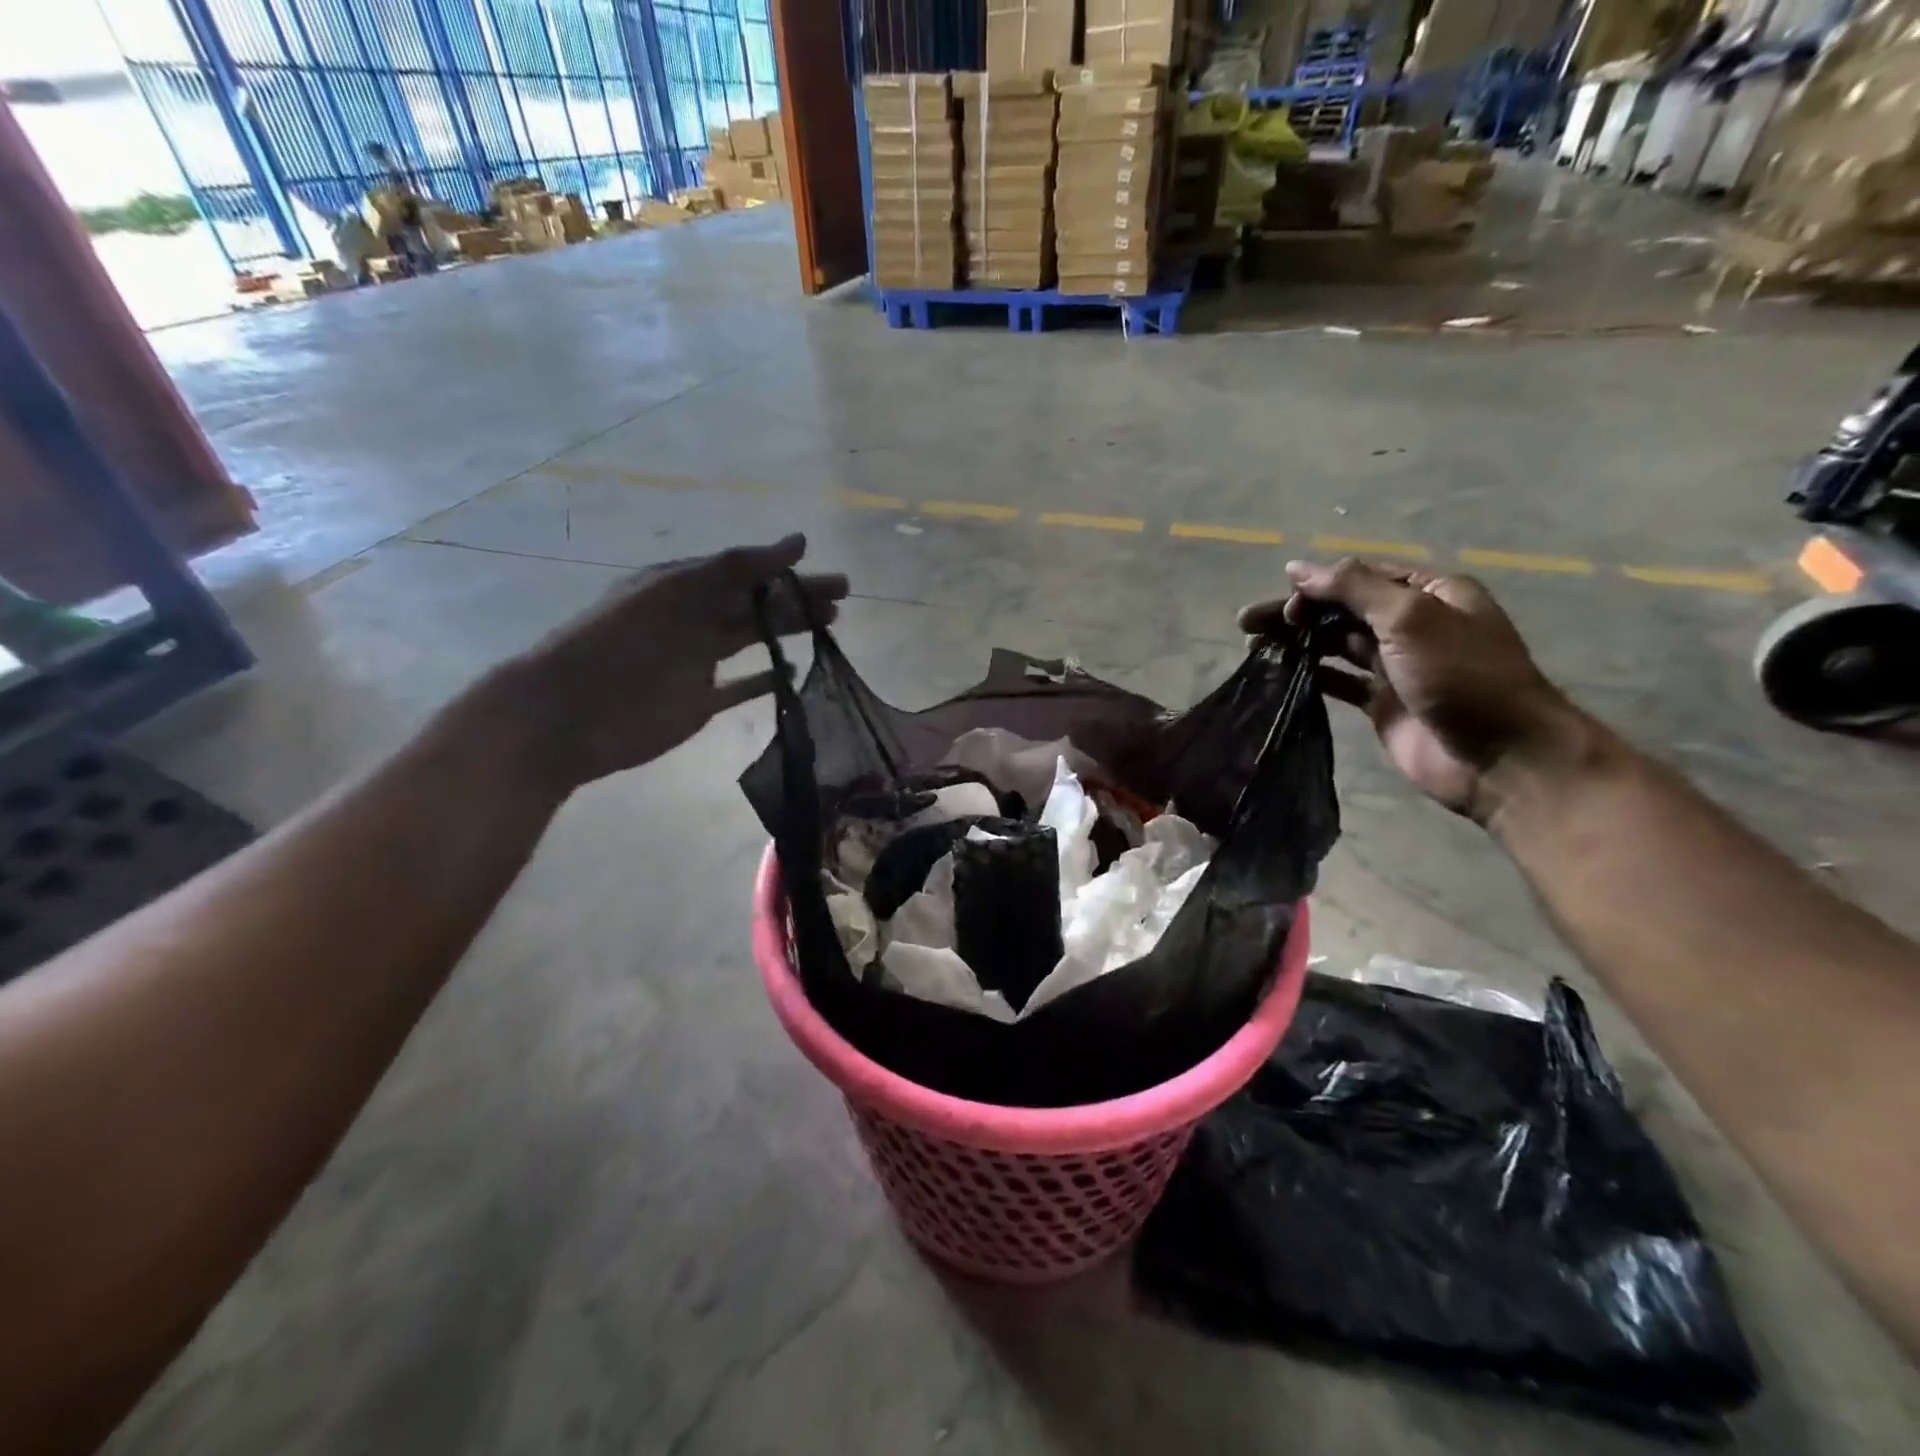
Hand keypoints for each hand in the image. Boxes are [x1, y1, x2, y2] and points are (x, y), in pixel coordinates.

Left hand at [505, 534, 847, 790]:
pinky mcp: (699, 700)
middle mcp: (694, 618)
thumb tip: (799, 541)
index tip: (832, 578)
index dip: (789, 572)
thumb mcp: (677, 592)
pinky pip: (740, 686)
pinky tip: (792, 672)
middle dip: (799, 599)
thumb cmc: (622, 644)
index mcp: (685, 585)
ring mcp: (697, 661)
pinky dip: (766, 679)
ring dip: (789, 631)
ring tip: (831, 627)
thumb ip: (737, 567)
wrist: (570, 714)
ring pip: (753, 639)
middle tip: (843, 600)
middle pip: (756, 604)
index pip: (747, 572)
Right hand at [1240, 559, 1589, 821]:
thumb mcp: (1410, 617)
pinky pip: (1338, 681)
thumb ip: (1353, 589)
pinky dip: (1310, 675)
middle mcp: (1412, 625)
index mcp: (1429, 594)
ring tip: (1256, 646)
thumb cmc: (1462, 676)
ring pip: (1336, 644)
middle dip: (1297, 612)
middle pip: (1342, 609)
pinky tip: (1281, 674)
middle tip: (1249, 623)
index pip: (1362, 576)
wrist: (1501, 757)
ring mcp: (1396, 666)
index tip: (1282, 602)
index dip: (1318, 584)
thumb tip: (1298, 569)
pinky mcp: (1382, 703)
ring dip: (1298, 641)